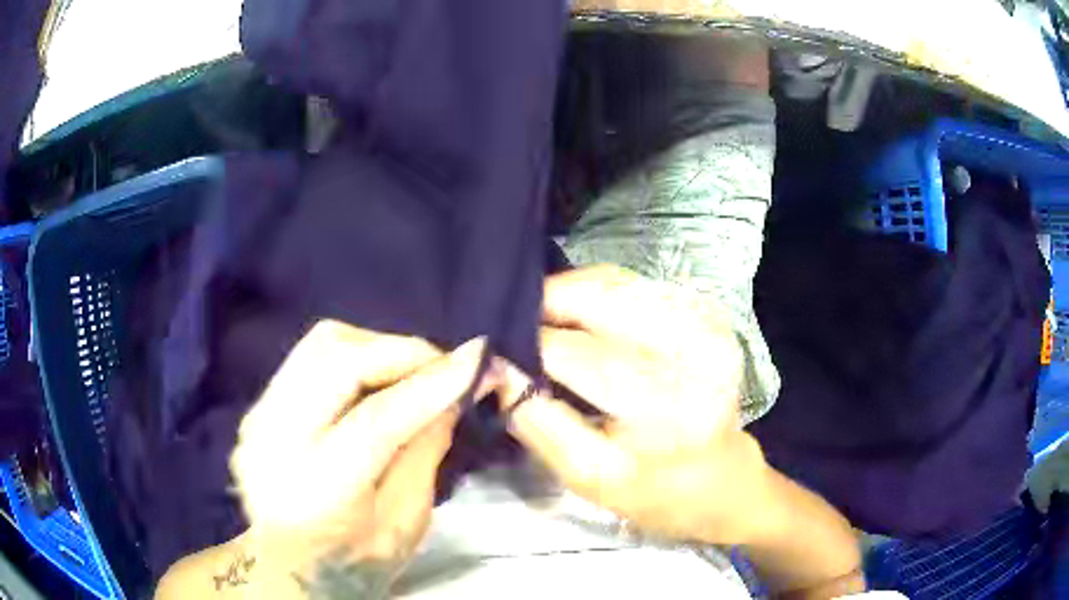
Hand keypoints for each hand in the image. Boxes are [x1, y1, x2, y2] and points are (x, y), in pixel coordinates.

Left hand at [228, 321, 493, 595]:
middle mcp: (275, 441)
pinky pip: (309, 356)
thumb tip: (452, 390)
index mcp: (318, 490)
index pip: (377, 419)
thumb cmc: (354, 561)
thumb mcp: (405, 522)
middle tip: (446, 365)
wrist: (287, 568)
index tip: (480, 358)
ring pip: (321, 344)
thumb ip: (425, 451)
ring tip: (412, 370)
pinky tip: (376, 378)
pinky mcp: (257, 406)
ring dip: (377, 347)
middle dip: (404, 352)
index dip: (433, 383)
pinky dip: (353, 355)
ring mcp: (258, 417)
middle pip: (338, 360)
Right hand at [499, 265, 771, 545]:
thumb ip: (538, 421)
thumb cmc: (655, 490)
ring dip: (567, 295)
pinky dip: (594, 292)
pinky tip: (579, 317)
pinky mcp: (705, 311)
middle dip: (543, 304)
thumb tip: (495, 368)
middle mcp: (693, 351)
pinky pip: (632, 283)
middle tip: (511, 326)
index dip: (525, 347)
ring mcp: (705, 322)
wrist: (722, 477)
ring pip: (613, 281)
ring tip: (540, 321)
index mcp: (667, 407)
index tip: (491, 350)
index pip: (574, 354)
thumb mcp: (588, 476)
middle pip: (597, 297)